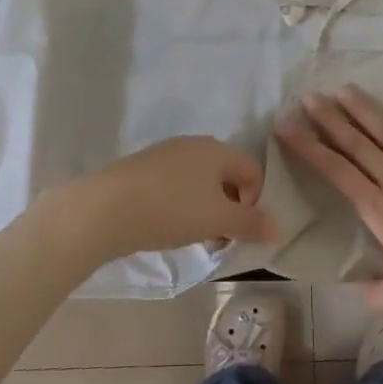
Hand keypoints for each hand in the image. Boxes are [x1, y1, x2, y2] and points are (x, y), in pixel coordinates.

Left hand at [41, 136, 274, 264]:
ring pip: (200, 182)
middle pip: (226, 175)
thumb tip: (277, 228)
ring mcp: (165, 154)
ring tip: (195, 238)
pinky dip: (182, 205)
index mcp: (217, 150)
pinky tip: (168, 227)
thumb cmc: (171, 210)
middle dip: (231, 208)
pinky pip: (175, 185)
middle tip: (221, 239)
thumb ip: (251, 223)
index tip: (242, 230)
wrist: (104, 208)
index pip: (253, 170)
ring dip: (206, 209)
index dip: (256, 201)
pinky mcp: (143, 169)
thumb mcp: (217, 220)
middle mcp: (194, 144)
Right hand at [275, 87, 382, 316]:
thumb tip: (353, 291)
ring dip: (365, 111)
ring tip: (344, 89)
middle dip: (329, 120)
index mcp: (379, 208)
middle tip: (307, 97)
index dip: (308, 148)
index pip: (336, 172)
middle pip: (357, 145)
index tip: (286, 126)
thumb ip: (373, 295)